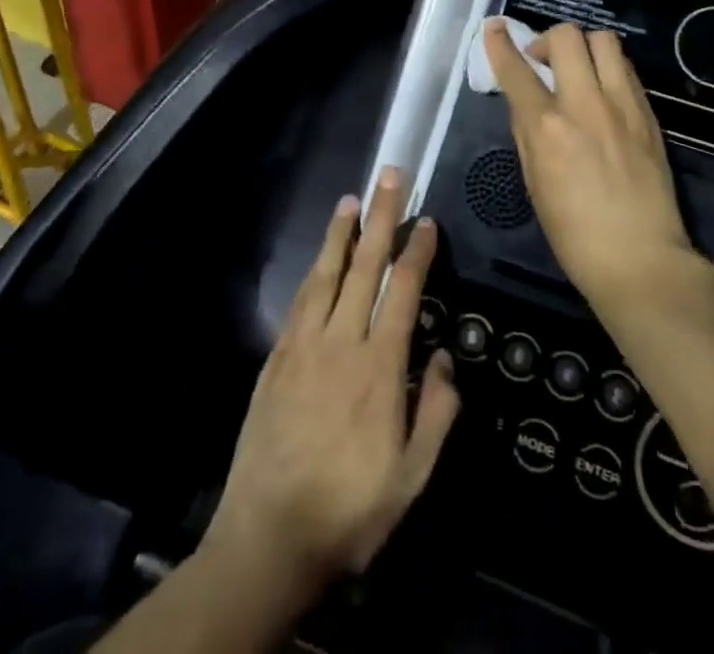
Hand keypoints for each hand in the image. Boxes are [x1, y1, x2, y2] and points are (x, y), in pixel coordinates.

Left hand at [202, 168, 458, 599]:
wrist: (269, 538)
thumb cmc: (349, 509)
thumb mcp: (411, 478)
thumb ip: (436, 414)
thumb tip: (444, 358)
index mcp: (379, 368)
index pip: (402, 291)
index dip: (416, 251)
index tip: (427, 221)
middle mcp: (341, 342)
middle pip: (364, 266)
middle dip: (380, 217)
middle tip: (389, 176)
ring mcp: (304, 346)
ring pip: (326, 274)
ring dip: (341, 234)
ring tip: (352, 199)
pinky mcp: (277, 358)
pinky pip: (300, 301)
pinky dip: (314, 271)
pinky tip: (321, 258)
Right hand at [483, 19, 695, 310]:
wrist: (641, 259)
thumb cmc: (574, 234)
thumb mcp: (534, 183)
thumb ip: (527, 134)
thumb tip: (525, 103)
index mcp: (547, 127)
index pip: (516, 69)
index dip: (500, 44)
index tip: (494, 28)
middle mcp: (584, 104)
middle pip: (566, 37)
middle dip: (547, 39)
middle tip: (543, 62)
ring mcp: (622, 105)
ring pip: (604, 40)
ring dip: (583, 46)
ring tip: (578, 70)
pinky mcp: (648, 113)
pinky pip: (626, 68)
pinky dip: (608, 67)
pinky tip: (602, 91)